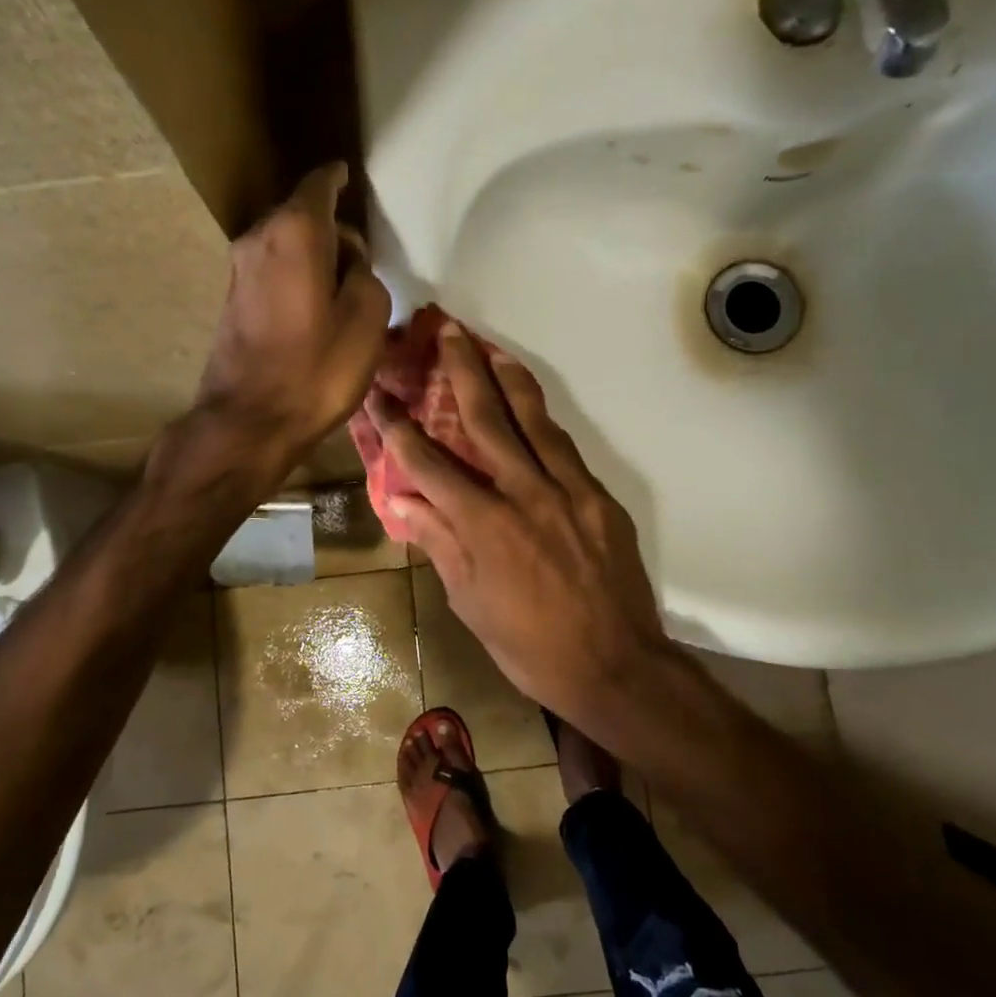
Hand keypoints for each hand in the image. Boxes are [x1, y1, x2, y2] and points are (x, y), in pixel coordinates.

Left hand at [194, 163, 391, 480]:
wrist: (250, 421)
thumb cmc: (316, 370)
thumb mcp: (367, 320)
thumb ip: (365, 275)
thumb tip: (350, 263)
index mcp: (295, 233)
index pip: (319, 185)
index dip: (337, 178)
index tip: (349, 176)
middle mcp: (259, 238)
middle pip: (301, 214)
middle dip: (331, 226)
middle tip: (361, 255)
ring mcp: (239, 269)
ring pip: (285, 243)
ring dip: (313, 254)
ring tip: (342, 285)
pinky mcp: (233, 299)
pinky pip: (273, 269)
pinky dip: (296, 274)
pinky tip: (315, 305)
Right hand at [368, 320, 671, 721]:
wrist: (616, 666)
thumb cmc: (530, 646)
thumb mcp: (470, 604)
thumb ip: (440, 544)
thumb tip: (404, 501)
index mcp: (483, 526)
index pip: (429, 464)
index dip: (399, 427)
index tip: (379, 396)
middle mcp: (524, 494)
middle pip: (486, 419)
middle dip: (460, 371)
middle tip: (445, 331)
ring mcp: (567, 491)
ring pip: (533, 420)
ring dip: (507, 378)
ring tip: (489, 345)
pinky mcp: (598, 497)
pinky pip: (565, 447)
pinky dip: (543, 418)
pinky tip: (530, 405)